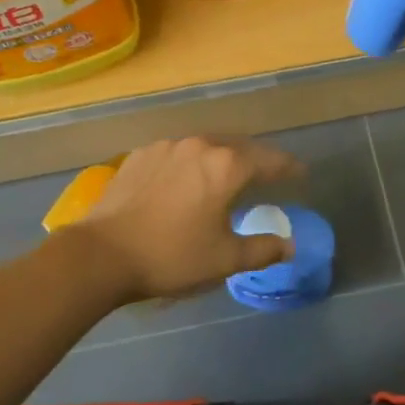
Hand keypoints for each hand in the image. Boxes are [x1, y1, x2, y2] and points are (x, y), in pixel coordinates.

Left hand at [79, 137, 303, 301]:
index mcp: (227, 166)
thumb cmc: (172, 256)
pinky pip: (178, 152)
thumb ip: (262, 249)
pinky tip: (187, 179)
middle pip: (239, 147)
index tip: (301, 173)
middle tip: (268, 173)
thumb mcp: (224, 259)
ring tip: (228, 174)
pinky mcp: (142, 154)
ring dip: (223, 157)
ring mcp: (168, 146)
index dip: (289, 167)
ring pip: (207, 146)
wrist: (102, 253)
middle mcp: (201, 145)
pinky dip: (192, 162)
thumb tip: (289, 245)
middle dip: (257, 159)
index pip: (270, 160)